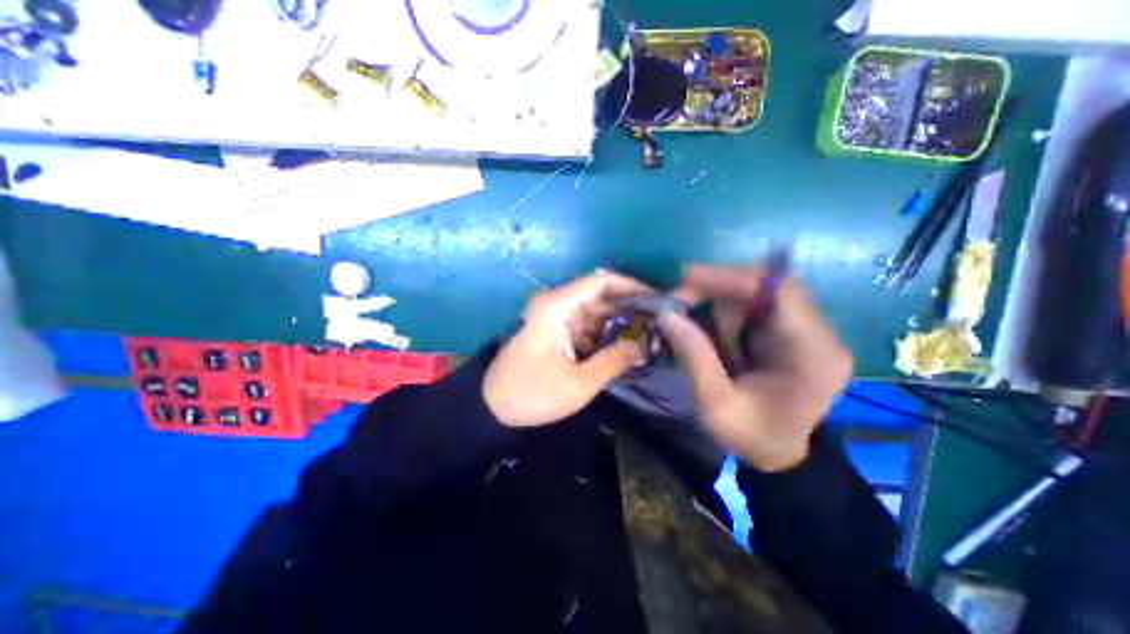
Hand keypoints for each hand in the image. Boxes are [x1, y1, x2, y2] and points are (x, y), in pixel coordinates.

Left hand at [487, 270, 652, 425]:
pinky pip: (587, 326)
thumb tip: (643, 345)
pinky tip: (626, 346)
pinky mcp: (556, 331)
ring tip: (649, 335)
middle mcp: (556, 304)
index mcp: (557, 307)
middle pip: (600, 295)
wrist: (492, 406)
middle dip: (630, 307)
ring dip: (620, 322)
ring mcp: (556, 317)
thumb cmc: (532, 393)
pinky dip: (606, 334)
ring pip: (596, 311)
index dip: (632, 286)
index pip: (601, 282)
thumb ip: (613, 361)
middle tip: (660, 323)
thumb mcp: (577, 383)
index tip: (658, 301)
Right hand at [659, 266, 853, 469]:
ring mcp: (810, 330)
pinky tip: (714, 333)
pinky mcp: (794, 330)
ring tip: (698, 330)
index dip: (731, 278)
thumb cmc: (752, 436)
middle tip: (680, 301)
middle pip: (769, 285)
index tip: (687, 281)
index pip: (780, 291)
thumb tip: (665, 314)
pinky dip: (727, 311)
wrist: (780, 454)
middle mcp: (821, 334)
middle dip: (719, 288)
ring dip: (721, 303)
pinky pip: (757, 304)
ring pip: (759, 292)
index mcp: (813, 355)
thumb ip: (694, 357)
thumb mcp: (716, 404)